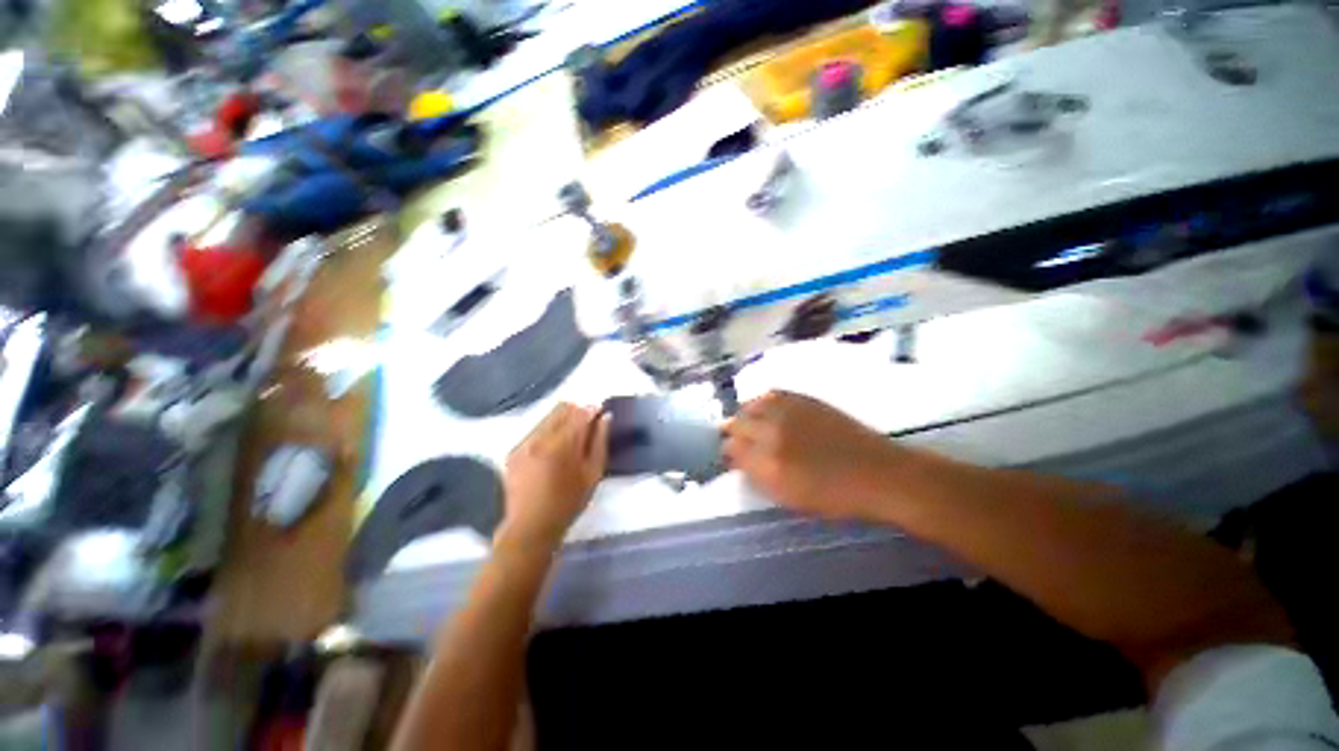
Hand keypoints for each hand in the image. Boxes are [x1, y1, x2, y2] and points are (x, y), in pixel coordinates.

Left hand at [501, 403, 609, 549]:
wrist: (530, 527)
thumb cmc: (569, 502)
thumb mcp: (593, 473)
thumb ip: (600, 441)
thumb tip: (605, 417)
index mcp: (562, 444)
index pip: (580, 412)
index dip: (593, 409)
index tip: (600, 412)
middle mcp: (540, 438)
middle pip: (562, 408)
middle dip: (578, 411)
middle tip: (587, 425)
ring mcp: (523, 443)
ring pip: (547, 416)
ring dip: (563, 419)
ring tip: (571, 438)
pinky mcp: (514, 450)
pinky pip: (535, 429)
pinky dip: (548, 430)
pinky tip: (553, 448)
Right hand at [723, 391, 899, 520]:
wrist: (878, 473)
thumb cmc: (834, 495)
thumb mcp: (789, 497)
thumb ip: (758, 477)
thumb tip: (739, 461)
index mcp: (769, 465)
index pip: (732, 450)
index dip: (728, 452)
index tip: (730, 456)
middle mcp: (774, 434)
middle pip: (737, 424)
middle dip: (732, 432)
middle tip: (736, 440)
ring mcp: (789, 413)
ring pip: (751, 405)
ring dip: (745, 414)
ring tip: (747, 422)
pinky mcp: (804, 400)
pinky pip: (772, 395)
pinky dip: (762, 401)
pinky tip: (765, 408)